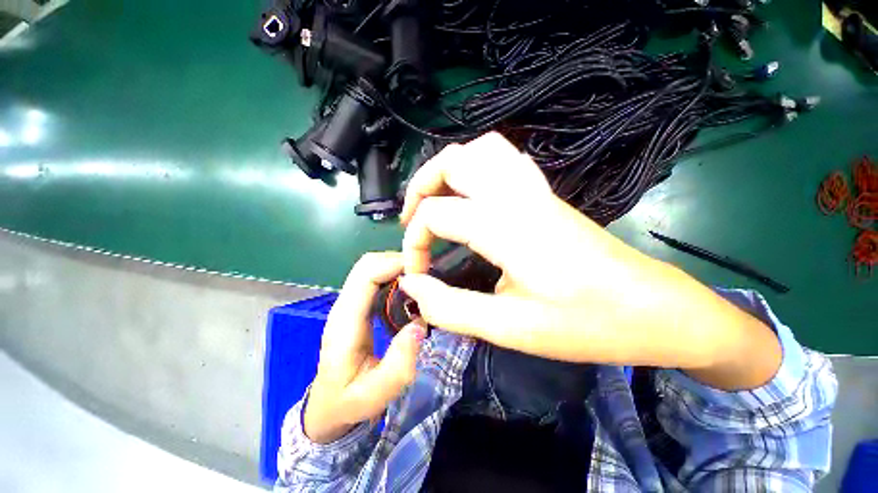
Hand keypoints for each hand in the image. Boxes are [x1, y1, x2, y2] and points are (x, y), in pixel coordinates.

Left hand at [304, 252, 427, 443]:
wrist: (327, 406)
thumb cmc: (348, 402)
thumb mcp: (374, 395)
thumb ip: (398, 365)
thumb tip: (419, 325)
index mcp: (345, 322)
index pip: (365, 275)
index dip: (393, 264)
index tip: (422, 272)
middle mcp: (344, 306)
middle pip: (368, 264)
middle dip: (398, 261)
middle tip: (426, 275)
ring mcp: (349, 304)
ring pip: (371, 268)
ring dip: (397, 266)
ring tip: (422, 280)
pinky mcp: (358, 307)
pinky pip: (375, 278)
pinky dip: (394, 274)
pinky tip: (410, 288)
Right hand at [398, 133, 780, 389]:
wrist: (655, 310)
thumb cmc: (585, 324)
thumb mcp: (509, 327)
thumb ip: (450, 307)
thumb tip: (411, 285)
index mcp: (505, 225)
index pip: (435, 214)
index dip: (415, 244)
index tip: (418, 276)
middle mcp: (517, 195)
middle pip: (452, 160)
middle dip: (420, 187)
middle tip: (413, 222)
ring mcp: (535, 189)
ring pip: (480, 150)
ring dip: (448, 172)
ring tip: (437, 203)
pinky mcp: (546, 195)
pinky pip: (505, 160)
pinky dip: (478, 169)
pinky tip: (474, 197)